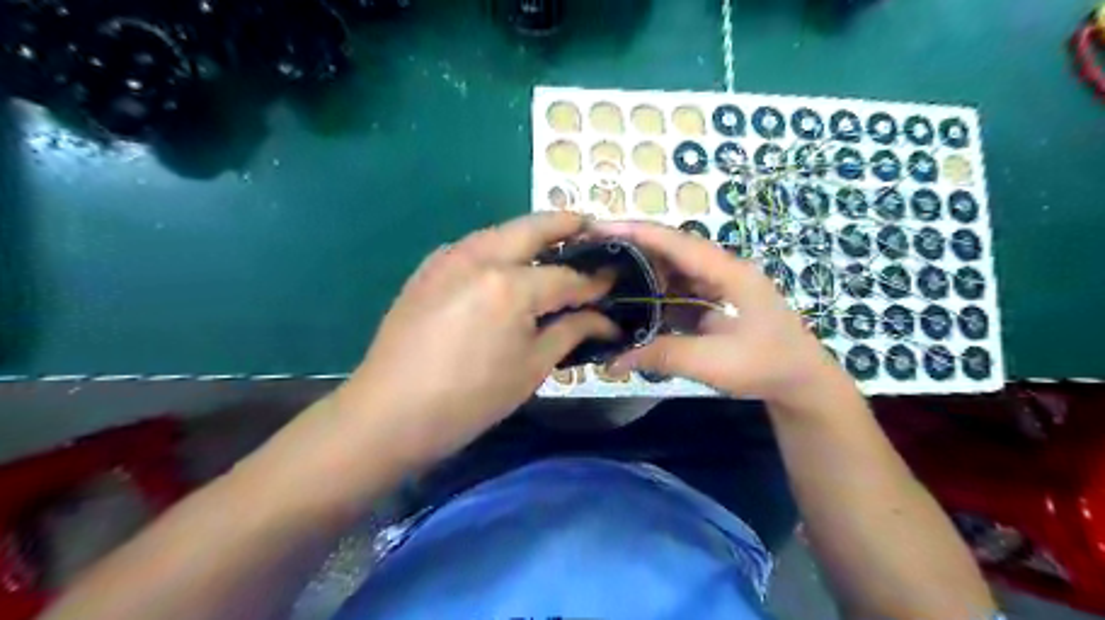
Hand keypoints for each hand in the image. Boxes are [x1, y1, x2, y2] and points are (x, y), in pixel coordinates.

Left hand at [339, 213, 612, 469]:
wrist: (389, 412)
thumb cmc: (470, 399)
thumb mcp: (532, 368)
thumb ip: (571, 331)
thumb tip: (603, 319)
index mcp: (511, 286)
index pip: (566, 277)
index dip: (595, 281)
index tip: (616, 278)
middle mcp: (480, 257)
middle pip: (533, 228)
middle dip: (567, 225)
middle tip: (592, 228)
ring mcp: (448, 258)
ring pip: (501, 231)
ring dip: (531, 232)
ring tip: (556, 243)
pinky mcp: (428, 268)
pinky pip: (474, 246)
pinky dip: (500, 246)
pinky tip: (509, 263)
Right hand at [596, 217, 846, 405]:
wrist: (801, 384)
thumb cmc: (766, 367)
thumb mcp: (714, 362)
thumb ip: (663, 355)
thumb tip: (612, 361)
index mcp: (729, 273)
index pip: (677, 243)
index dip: (637, 233)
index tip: (599, 229)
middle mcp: (721, 271)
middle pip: (671, 250)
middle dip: (632, 247)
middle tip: (592, 251)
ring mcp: (717, 286)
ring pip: (672, 269)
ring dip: (641, 270)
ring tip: (604, 272)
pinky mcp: (712, 303)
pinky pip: (677, 291)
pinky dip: (652, 293)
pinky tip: (630, 301)